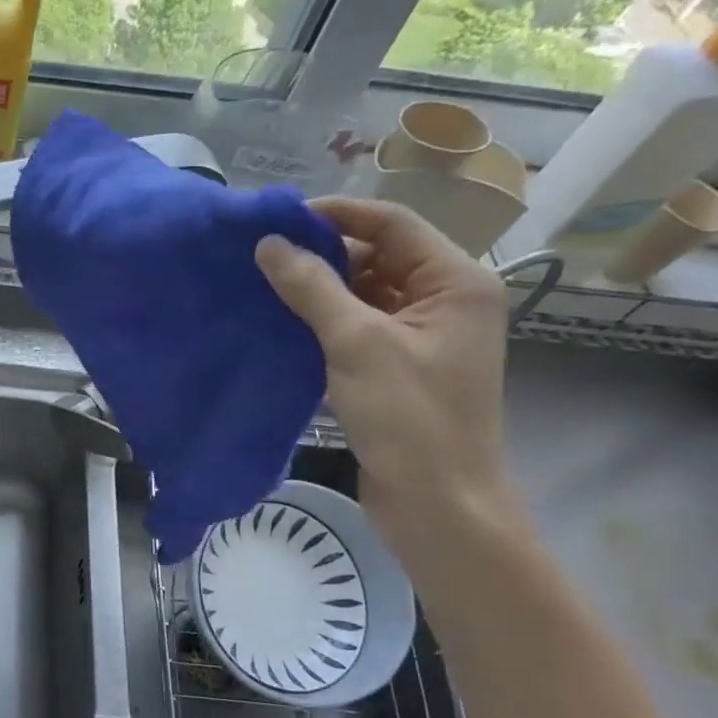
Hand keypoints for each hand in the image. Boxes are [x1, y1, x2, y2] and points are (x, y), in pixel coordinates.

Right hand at [254, 196, 515, 538]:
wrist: (438, 503)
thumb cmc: (409, 417)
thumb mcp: (356, 344)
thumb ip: (312, 288)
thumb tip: (269, 244)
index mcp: (455, 282)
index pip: (392, 223)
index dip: (337, 214)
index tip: (278, 220)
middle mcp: (444, 301)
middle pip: (378, 257)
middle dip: (323, 254)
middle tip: (262, 258)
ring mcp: (421, 337)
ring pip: (364, 294)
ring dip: (318, 291)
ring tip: (263, 288)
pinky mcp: (398, 368)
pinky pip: (357, 329)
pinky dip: (323, 324)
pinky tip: (281, 326)